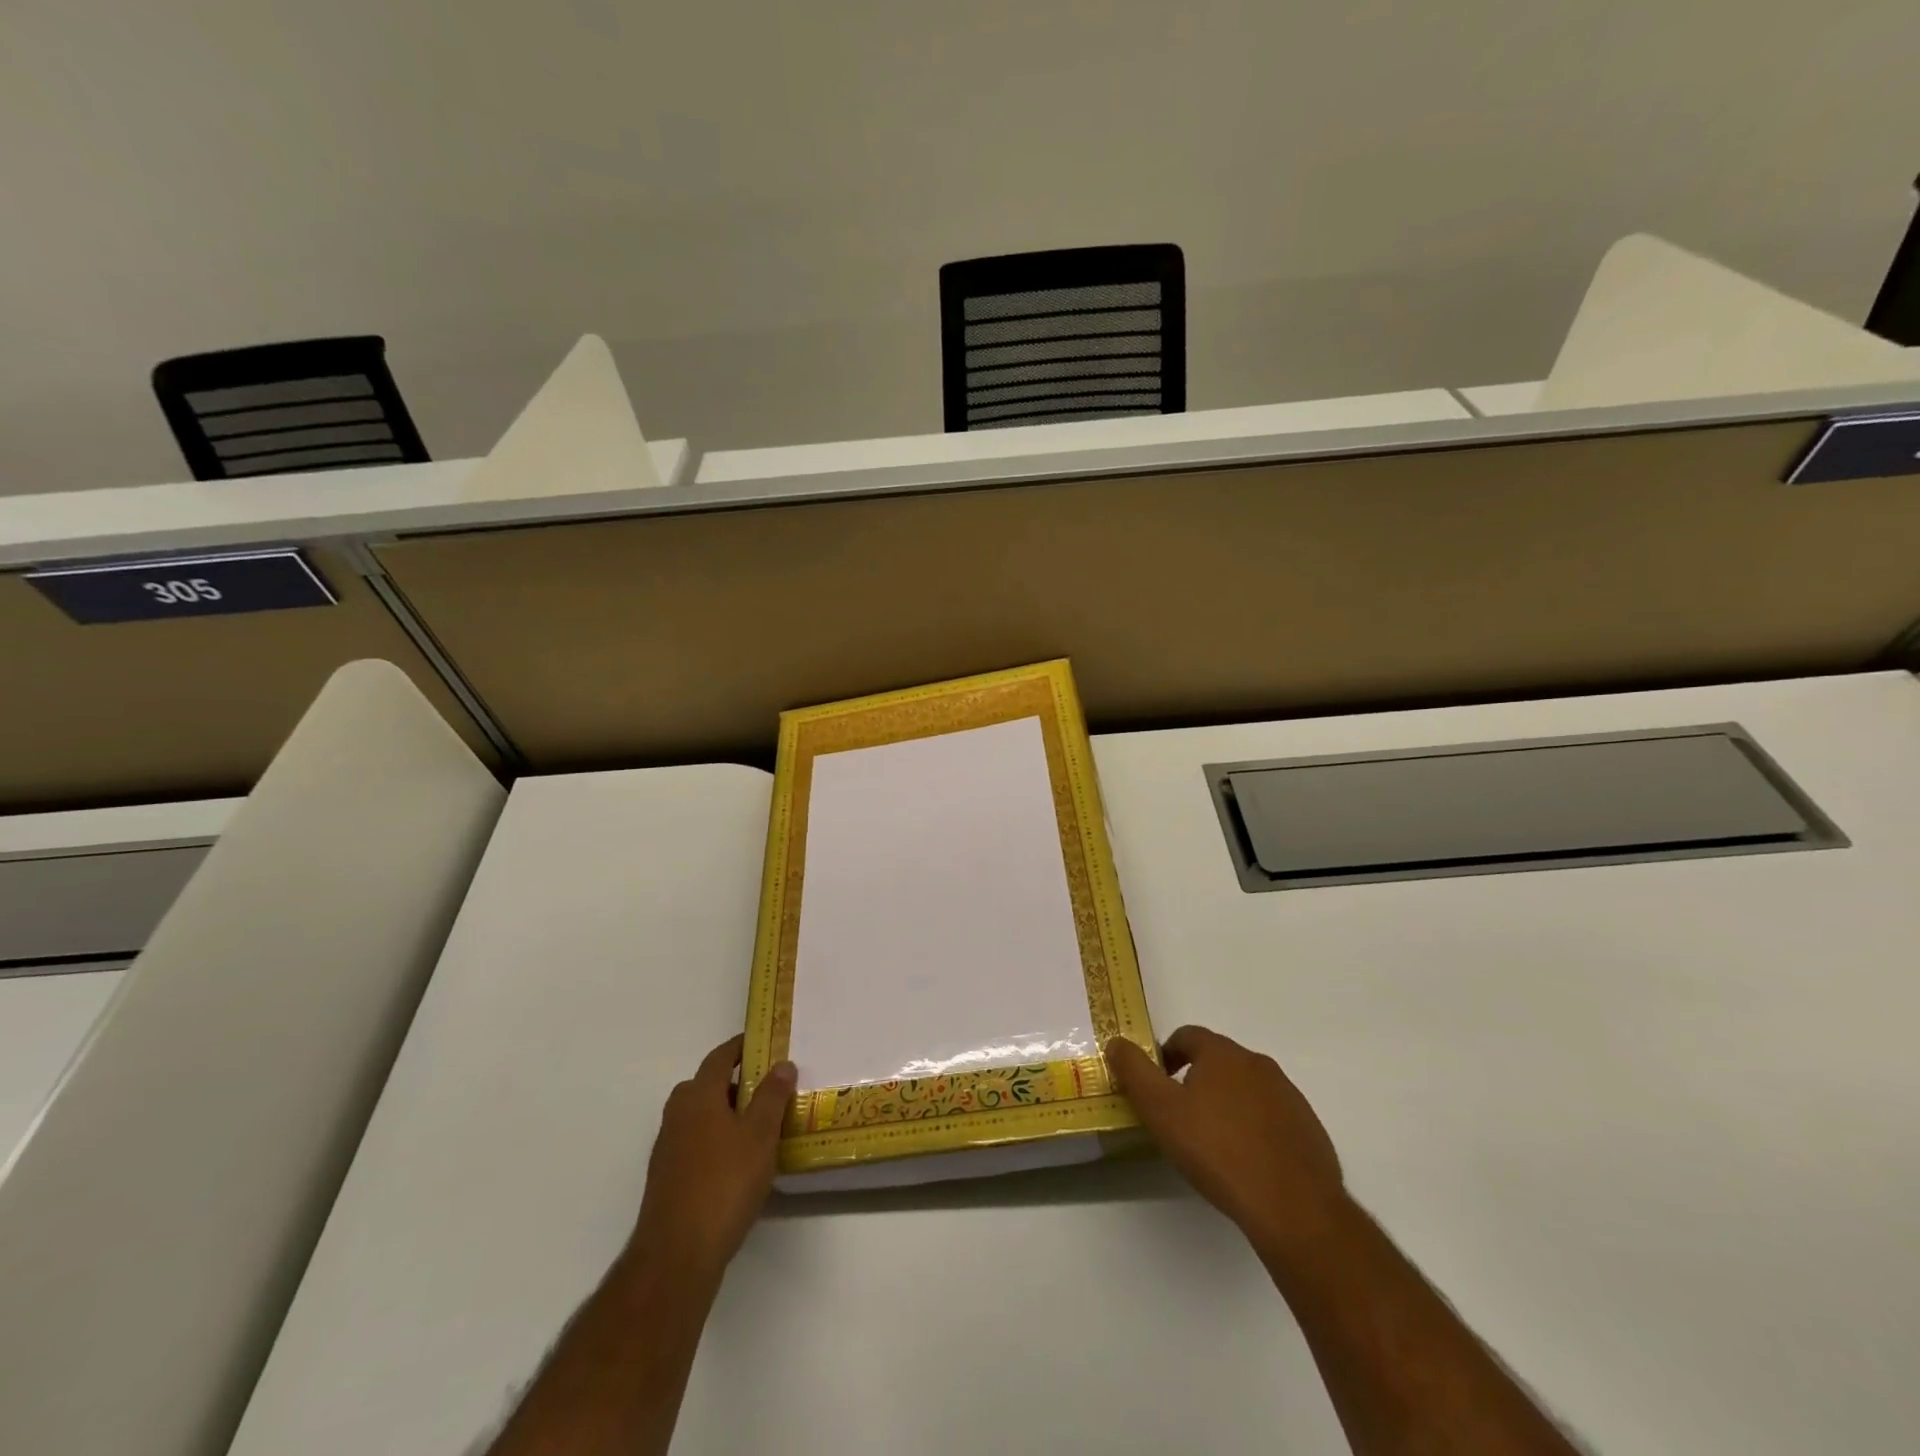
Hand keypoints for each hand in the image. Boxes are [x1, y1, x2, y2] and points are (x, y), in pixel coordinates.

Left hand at [627, 1035, 796, 1281]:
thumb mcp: (760, 1135)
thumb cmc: (724, 1183)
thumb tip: (782, 1064)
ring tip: (759, 1125)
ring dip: (725, 1113)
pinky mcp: (667, 1178)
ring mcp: (668, 1148)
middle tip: (767, 1087)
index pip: (720, 1057)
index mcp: (698, 1096)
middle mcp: (677, 1114)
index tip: (763, 1044)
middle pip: (706, 1085)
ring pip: (700, 1116)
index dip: (741, 1047)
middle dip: (734, 1082)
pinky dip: (716, 1140)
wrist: (676, 1255)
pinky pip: (695, 1142)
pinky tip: (738, 1162)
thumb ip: (772, 1096)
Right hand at [1108, 1026, 1347, 1254]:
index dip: (1166, 1055)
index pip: (1187, 1036)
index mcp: (1222, 1053)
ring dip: (1226, 1104)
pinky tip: (1246, 1163)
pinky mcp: (1309, 1128)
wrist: (1293, 1206)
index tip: (1155, 1086)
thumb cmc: (1218, 1150)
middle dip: (1195, 1080)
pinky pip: (1272, 1118)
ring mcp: (1288, 1096)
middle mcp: (1258, 1064)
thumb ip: (1134, 1071)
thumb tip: (1116, 1042)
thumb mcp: (1161, 1110)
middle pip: (1217, 1061)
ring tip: (1213, 1143)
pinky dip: (1255, 1129)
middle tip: (1179, 1117)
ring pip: (1246, 1089)